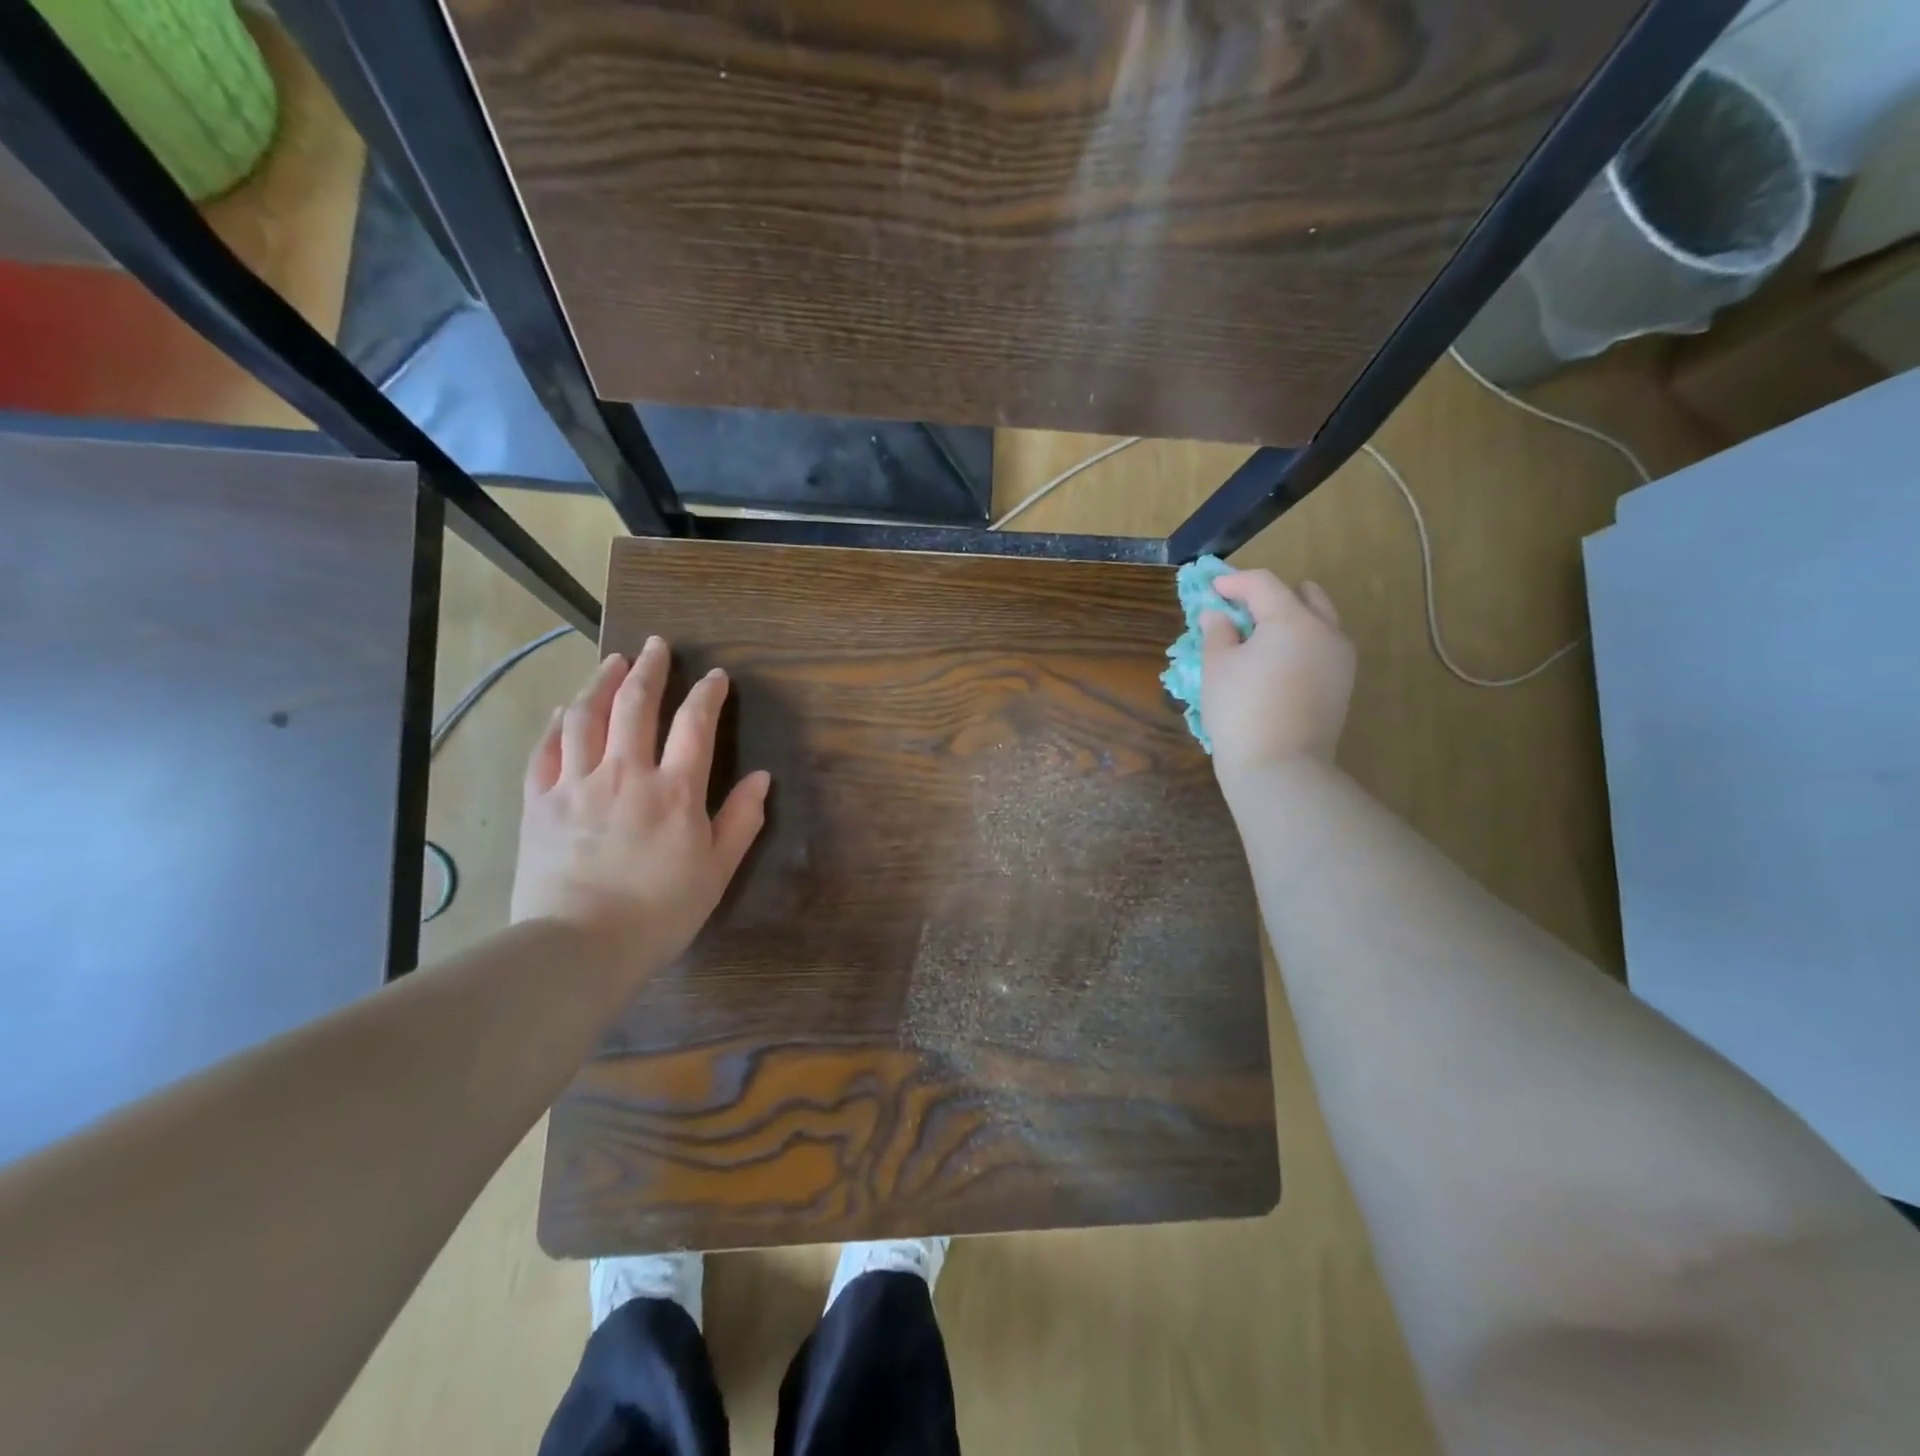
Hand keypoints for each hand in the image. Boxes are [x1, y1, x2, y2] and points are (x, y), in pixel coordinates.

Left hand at [511, 638, 770, 977]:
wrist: (580, 946)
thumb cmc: (659, 912)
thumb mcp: (716, 870)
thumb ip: (741, 820)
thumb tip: (762, 778)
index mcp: (674, 790)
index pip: (695, 725)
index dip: (707, 694)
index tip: (716, 676)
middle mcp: (625, 774)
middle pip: (636, 705)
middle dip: (650, 669)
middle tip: (657, 645)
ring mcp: (576, 785)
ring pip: (586, 717)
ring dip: (602, 682)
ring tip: (613, 661)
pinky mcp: (539, 803)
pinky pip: (545, 750)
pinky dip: (556, 723)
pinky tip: (564, 709)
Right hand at [1201, 570, 1355, 784]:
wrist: (1280, 768)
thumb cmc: (1241, 711)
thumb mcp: (1217, 667)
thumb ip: (1217, 632)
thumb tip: (1217, 615)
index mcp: (1293, 620)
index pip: (1263, 584)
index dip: (1234, 582)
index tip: (1211, 590)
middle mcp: (1326, 631)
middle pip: (1303, 595)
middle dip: (1271, 597)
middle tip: (1241, 613)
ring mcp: (1340, 659)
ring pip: (1319, 621)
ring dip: (1290, 620)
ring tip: (1258, 641)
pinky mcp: (1343, 685)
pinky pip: (1322, 648)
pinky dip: (1300, 645)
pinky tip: (1276, 666)